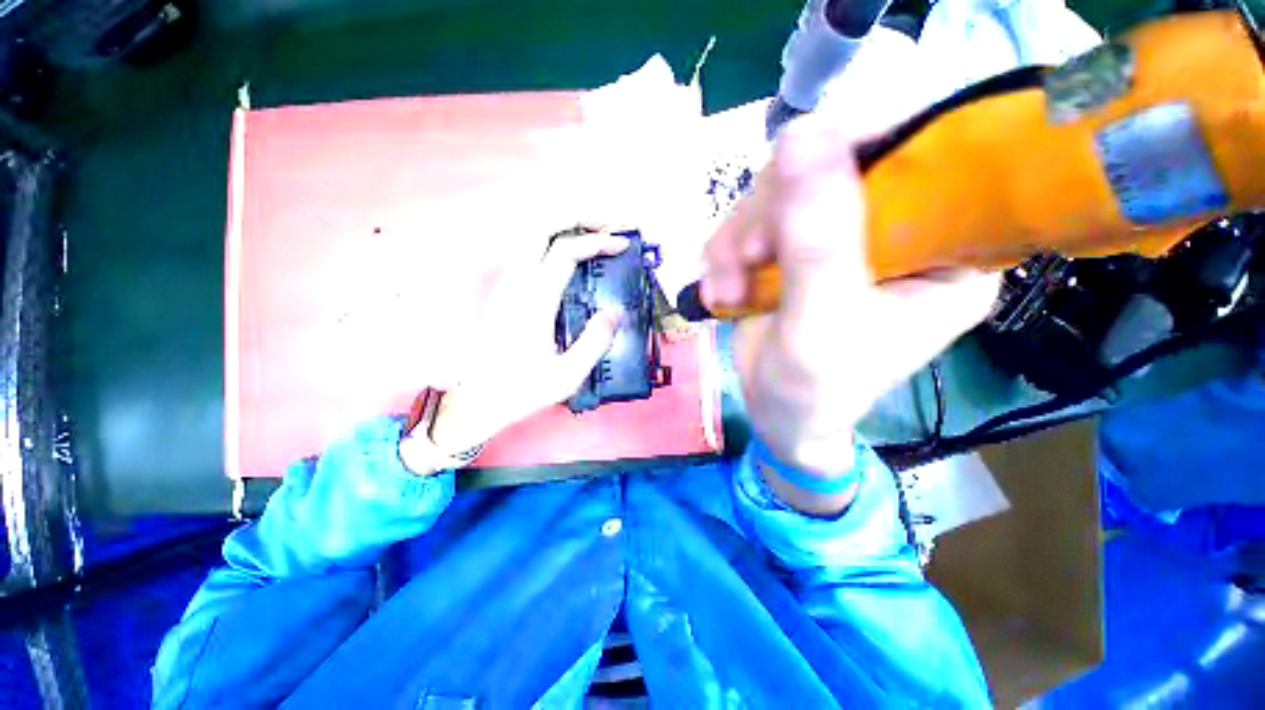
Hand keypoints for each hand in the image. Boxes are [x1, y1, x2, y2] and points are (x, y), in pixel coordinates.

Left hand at [403, 228, 627, 464]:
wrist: (480, 399)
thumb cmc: (523, 389)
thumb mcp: (567, 375)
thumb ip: (595, 341)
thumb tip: (615, 312)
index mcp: (533, 301)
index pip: (565, 252)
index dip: (597, 241)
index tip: (622, 245)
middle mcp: (516, 284)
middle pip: (542, 229)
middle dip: (578, 219)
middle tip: (607, 226)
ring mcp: (507, 286)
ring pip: (532, 237)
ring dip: (564, 228)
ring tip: (593, 234)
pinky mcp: (506, 293)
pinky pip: (530, 253)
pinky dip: (554, 243)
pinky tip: (572, 257)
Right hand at [703, 114, 998, 513]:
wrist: (779, 416)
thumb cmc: (816, 388)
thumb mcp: (822, 321)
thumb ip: (817, 238)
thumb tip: (802, 132)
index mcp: (948, 244)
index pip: (925, 148)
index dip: (858, 138)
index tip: (794, 170)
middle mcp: (898, 228)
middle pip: (831, 163)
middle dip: (772, 212)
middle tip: (746, 260)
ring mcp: (840, 235)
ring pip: (778, 192)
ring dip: (737, 241)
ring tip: (728, 290)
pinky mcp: (795, 248)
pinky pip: (751, 222)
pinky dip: (725, 255)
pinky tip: (722, 291)